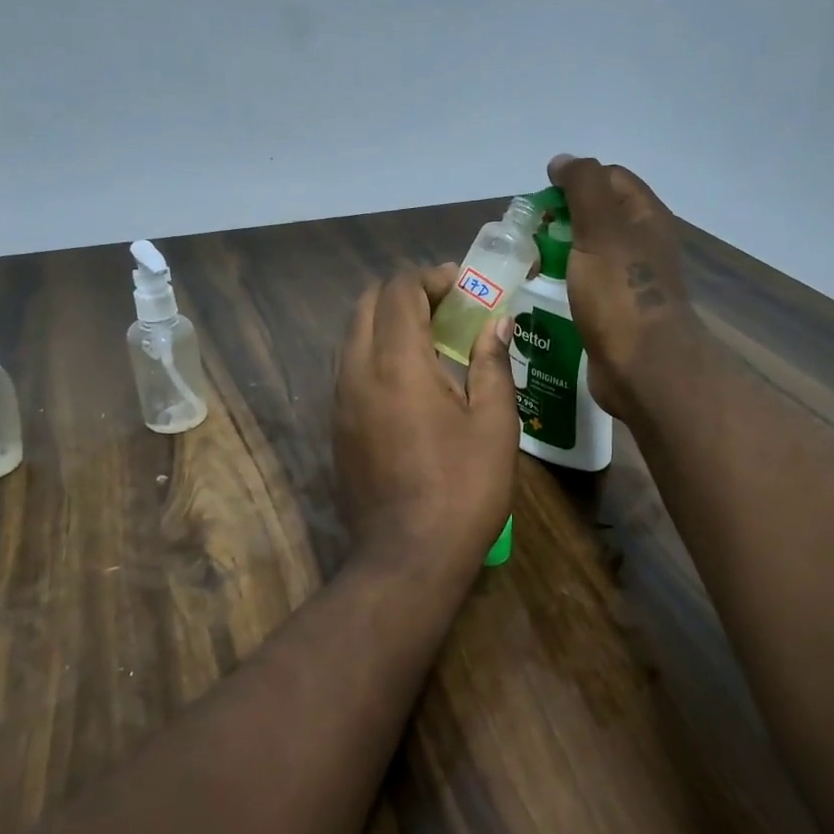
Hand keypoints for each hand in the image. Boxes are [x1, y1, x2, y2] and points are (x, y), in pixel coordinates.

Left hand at [333, 266, 519, 585]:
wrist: (408, 556)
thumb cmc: (463, 489)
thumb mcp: (494, 424)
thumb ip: (492, 364)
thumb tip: (496, 323)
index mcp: (397, 363)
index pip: (398, 290)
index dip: (430, 277)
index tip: (463, 288)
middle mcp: (357, 371)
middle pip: (367, 303)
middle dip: (406, 293)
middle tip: (448, 308)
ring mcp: (340, 400)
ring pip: (353, 335)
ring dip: (387, 322)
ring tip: (432, 340)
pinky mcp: (336, 426)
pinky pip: (350, 368)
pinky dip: (376, 353)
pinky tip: (410, 380)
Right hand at [546, 155, 701, 420]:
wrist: (643, 366)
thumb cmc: (620, 292)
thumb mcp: (600, 228)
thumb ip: (583, 187)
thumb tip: (563, 161)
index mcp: (646, 218)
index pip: (610, 178)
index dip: (576, 179)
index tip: (542, 198)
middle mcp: (643, 245)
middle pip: (599, 216)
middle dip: (563, 218)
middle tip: (529, 233)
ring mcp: (631, 282)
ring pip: (591, 253)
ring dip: (560, 252)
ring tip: (528, 263)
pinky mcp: (616, 314)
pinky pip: (587, 287)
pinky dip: (565, 283)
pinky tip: (542, 293)